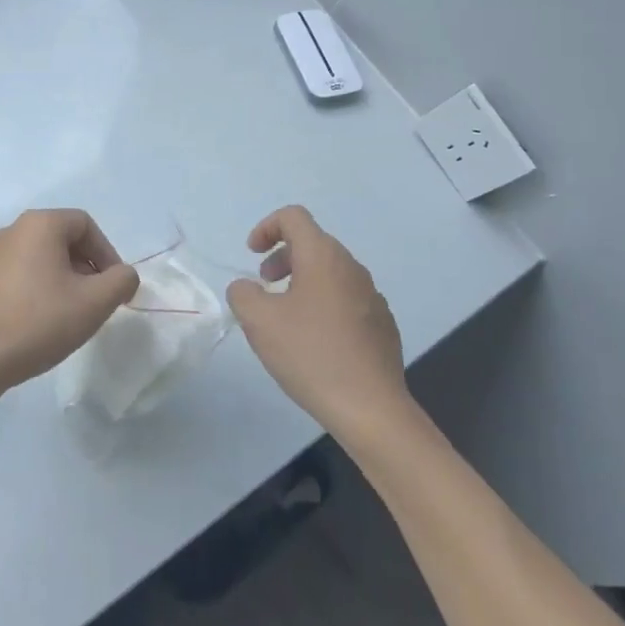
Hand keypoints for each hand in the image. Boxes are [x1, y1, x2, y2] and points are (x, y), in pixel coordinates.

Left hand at [0, 209, 139, 404]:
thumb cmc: (40, 321)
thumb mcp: (94, 302)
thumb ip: (121, 281)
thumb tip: (124, 275)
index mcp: (40, 224)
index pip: (85, 225)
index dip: (107, 253)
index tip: (115, 287)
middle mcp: (13, 229)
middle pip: (63, 238)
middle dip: (86, 267)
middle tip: (97, 300)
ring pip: (42, 257)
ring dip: (64, 278)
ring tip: (73, 313)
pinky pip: (22, 273)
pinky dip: (40, 288)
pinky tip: (44, 320)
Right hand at [226, 205, 408, 441]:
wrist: (371, 408)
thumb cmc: (310, 354)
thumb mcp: (258, 321)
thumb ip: (242, 293)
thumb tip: (247, 288)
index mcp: (323, 257)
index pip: (294, 217)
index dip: (266, 227)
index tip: (251, 255)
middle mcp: (351, 268)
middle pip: (313, 243)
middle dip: (282, 256)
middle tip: (264, 284)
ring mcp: (372, 296)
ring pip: (330, 272)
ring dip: (302, 281)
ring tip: (285, 316)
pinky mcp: (382, 324)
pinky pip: (346, 299)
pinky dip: (323, 304)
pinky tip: (314, 341)